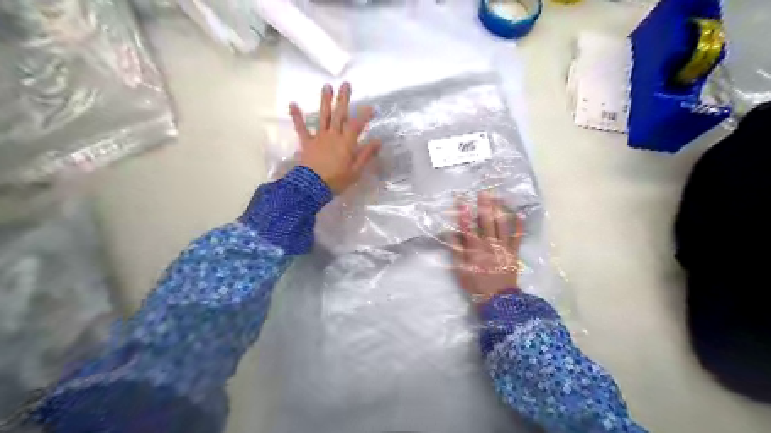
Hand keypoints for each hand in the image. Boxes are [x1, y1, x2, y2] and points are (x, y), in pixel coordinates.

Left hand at [289, 83, 382, 194]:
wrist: (312, 187)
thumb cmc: (337, 180)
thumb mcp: (356, 171)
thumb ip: (366, 155)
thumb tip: (378, 141)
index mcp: (346, 143)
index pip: (357, 125)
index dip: (364, 115)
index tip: (371, 106)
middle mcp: (333, 136)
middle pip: (339, 114)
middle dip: (343, 99)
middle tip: (346, 84)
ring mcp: (319, 137)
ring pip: (323, 116)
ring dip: (325, 101)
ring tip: (326, 86)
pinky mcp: (306, 142)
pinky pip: (301, 128)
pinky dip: (297, 116)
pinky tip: (292, 104)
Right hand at [447, 191, 523, 301]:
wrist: (497, 298)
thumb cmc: (475, 284)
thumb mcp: (460, 270)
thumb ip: (456, 251)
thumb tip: (450, 234)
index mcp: (474, 248)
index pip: (467, 227)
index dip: (464, 213)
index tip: (461, 199)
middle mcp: (489, 244)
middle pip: (486, 222)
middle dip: (484, 206)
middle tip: (484, 191)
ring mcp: (503, 247)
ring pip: (501, 225)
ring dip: (499, 210)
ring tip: (498, 197)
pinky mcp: (513, 252)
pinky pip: (517, 237)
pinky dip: (518, 226)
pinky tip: (519, 214)